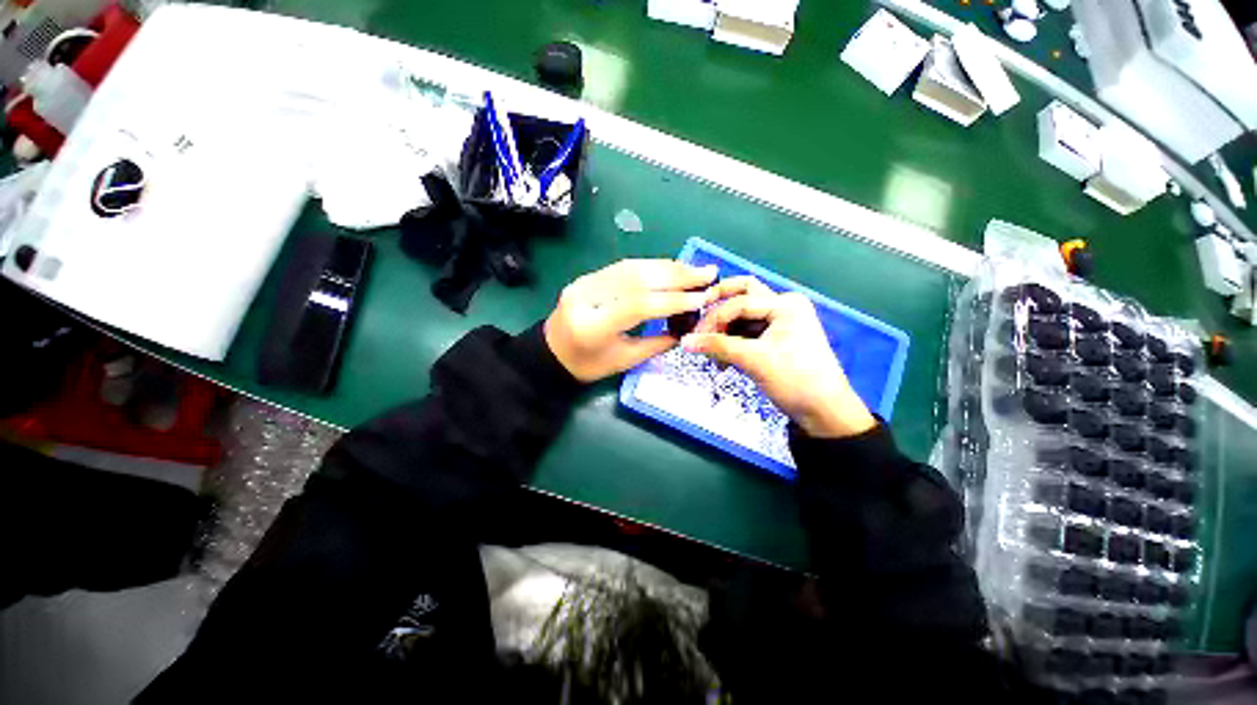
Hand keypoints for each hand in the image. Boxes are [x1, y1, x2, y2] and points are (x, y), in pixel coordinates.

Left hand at [544, 260, 719, 381]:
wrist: (551, 353)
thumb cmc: (587, 365)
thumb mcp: (623, 361)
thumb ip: (656, 344)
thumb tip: (688, 327)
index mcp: (592, 327)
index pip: (639, 305)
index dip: (674, 300)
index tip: (703, 298)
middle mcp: (586, 297)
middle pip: (636, 278)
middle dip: (676, 275)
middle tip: (707, 273)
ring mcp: (583, 282)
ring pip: (631, 267)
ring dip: (666, 267)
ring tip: (694, 270)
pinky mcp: (587, 276)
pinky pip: (623, 267)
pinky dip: (651, 266)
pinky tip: (670, 268)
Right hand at [681, 277, 876, 438]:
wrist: (823, 413)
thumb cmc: (795, 380)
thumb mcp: (754, 360)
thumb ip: (718, 346)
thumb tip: (684, 341)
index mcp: (785, 304)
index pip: (739, 302)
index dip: (714, 318)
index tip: (694, 337)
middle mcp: (783, 307)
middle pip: (742, 297)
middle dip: (718, 312)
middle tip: (698, 325)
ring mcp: (779, 323)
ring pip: (741, 317)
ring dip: (723, 331)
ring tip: (711, 352)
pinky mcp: (773, 339)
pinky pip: (746, 333)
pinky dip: (732, 342)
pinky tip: (723, 360)